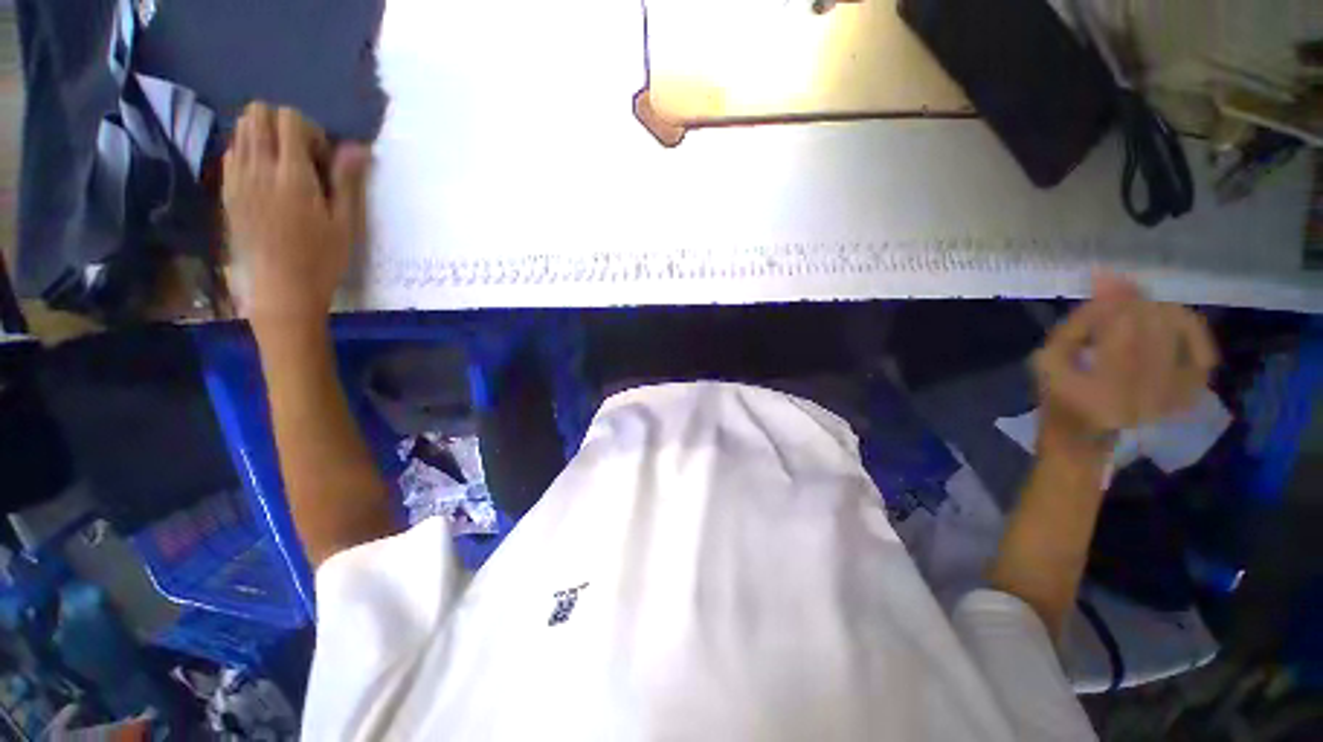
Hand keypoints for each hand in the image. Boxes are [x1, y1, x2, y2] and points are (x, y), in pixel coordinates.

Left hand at [222, 103, 369, 331]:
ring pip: (241, 130)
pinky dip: (249, 153)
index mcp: (291, 174)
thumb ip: (348, 180)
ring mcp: (237, 178)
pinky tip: (267, 180)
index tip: (324, 160)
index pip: (289, 119)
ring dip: (265, 137)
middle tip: (303, 157)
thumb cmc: (323, 258)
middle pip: (258, 114)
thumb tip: (358, 148)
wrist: (282, 289)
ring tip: (285, 168)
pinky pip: (232, 153)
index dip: (311, 131)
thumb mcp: (346, 222)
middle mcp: (258, 167)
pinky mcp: (228, 192)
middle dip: (283, 126)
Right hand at [1033, 274, 1217, 451]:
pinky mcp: (1189, 397)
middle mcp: (1147, 396)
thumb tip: (1105, 289)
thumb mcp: (1048, 362)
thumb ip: (1075, 327)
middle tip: (1119, 286)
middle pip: (1153, 330)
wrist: (1083, 437)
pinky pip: (1203, 354)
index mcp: (1102, 390)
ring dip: (1160, 311)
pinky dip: (1191, 331)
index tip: (1103, 278)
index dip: (1115, 301)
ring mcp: (1174, 398)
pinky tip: (1173, 320)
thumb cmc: (1057, 396)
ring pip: (1180, 335)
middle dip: (1136, 301)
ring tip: (1140, 303)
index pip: (1121, 333)